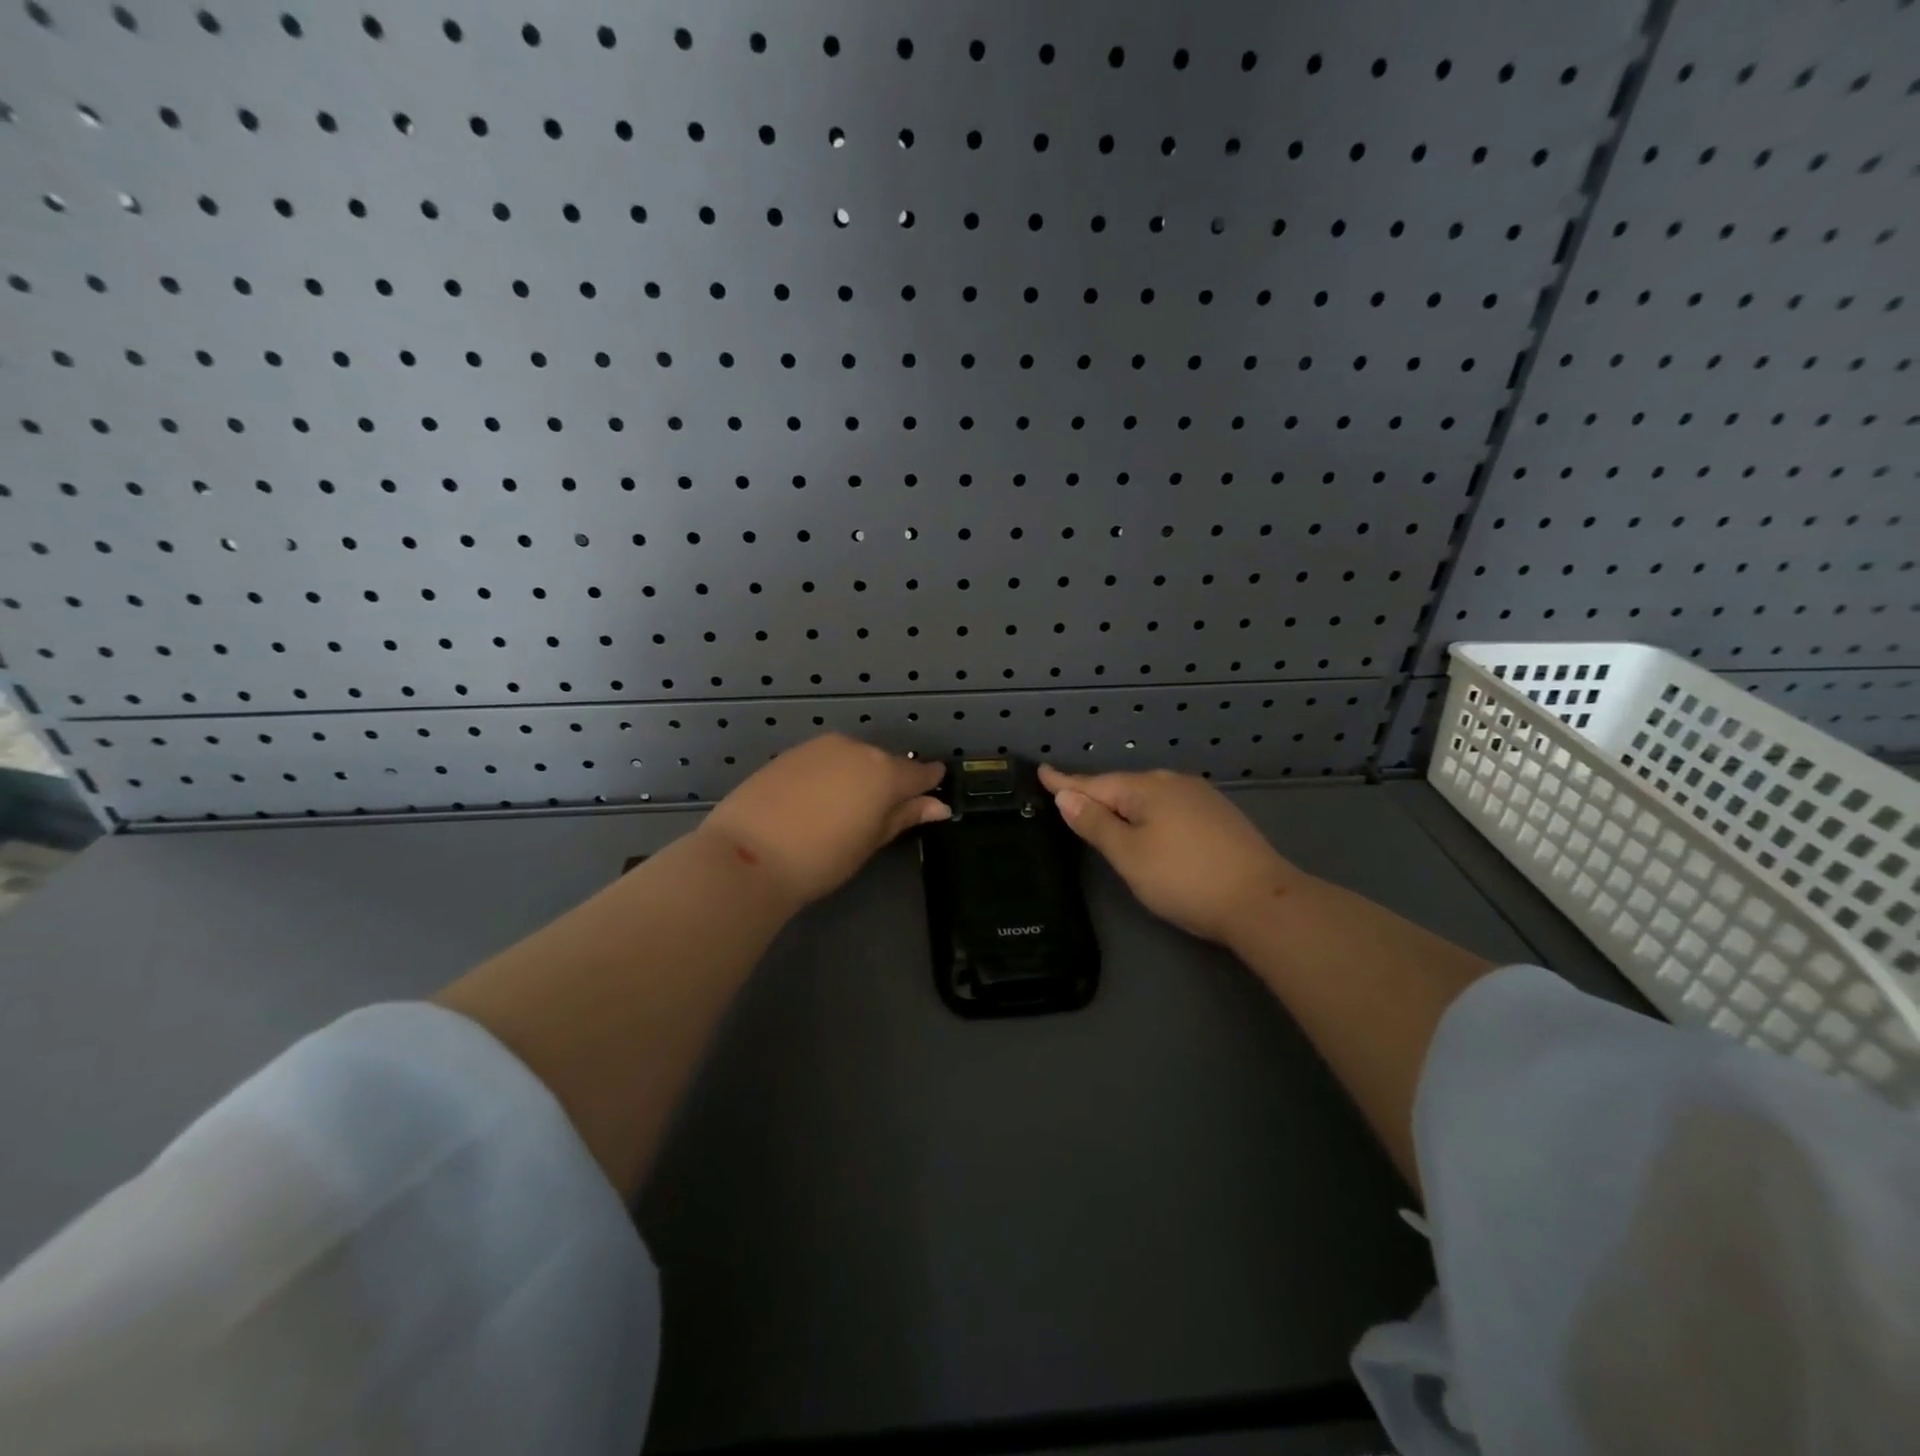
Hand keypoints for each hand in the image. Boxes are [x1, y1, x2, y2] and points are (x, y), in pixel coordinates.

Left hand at [699, 735, 948, 907]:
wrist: (748, 855)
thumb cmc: (821, 859)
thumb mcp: (870, 842)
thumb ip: (904, 817)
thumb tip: (937, 806)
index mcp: (884, 772)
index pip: (919, 773)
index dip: (928, 783)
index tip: (932, 793)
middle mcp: (856, 749)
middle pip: (883, 762)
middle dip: (887, 783)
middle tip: (879, 815)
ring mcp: (820, 747)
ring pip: (851, 758)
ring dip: (856, 777)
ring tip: (844, 811)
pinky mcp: (790, 752)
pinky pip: (823, 760)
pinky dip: (828, 775)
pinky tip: (815, 802)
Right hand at [1038, 765, 1301, 943]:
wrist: (1262, 902)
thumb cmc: (1184, 879)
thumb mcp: (1129, 855)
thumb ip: (1095, 823)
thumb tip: (1066, 795)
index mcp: (1147, 789)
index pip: (1094, 783)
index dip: (1065, 782)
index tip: (1042, 771)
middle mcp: (1174, 783)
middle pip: (1122, 787)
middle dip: (1095, 794)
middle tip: (1068, 802)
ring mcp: (1201, 797)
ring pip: (1149, 797)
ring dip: (1123, 806)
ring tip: (1103, 817)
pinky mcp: (1219, 816)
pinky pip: (1169, 807)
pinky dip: (1149, 815)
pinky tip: (1149, 828)